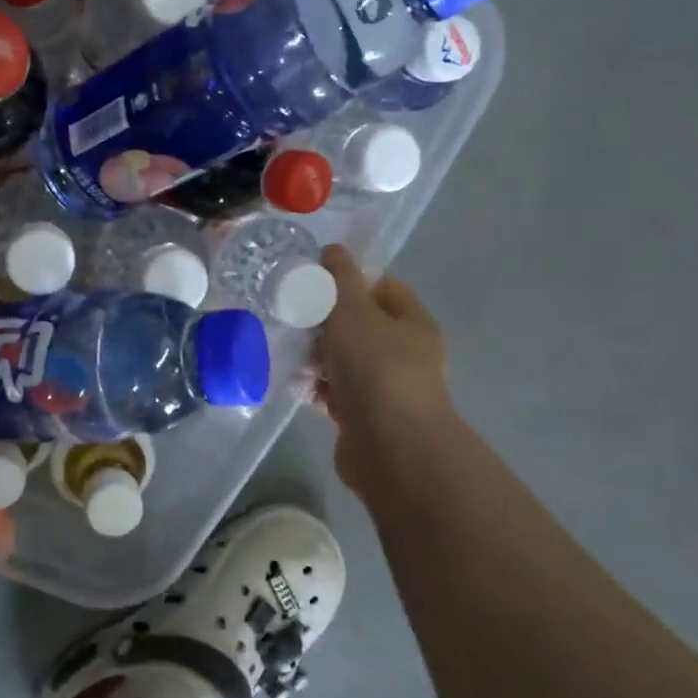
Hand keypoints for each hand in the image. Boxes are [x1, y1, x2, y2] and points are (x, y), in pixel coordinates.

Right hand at [315, 245, 452, 499]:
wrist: (390, 448)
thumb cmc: (377, 368)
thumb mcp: (355, 312)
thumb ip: (340, 279)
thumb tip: (333, 249)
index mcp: (413, 324)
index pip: (383, 287)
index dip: (349, 279)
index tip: (314, 279)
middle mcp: (403, 355)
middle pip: (358, 326)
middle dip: (323, 320)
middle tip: (291, 314)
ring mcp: (383, 389)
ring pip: (342, 361)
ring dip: (314, 356)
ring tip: (285, 347)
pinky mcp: (362, 417)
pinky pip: (333, 392)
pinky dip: (313, 386)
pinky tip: (290, 380)